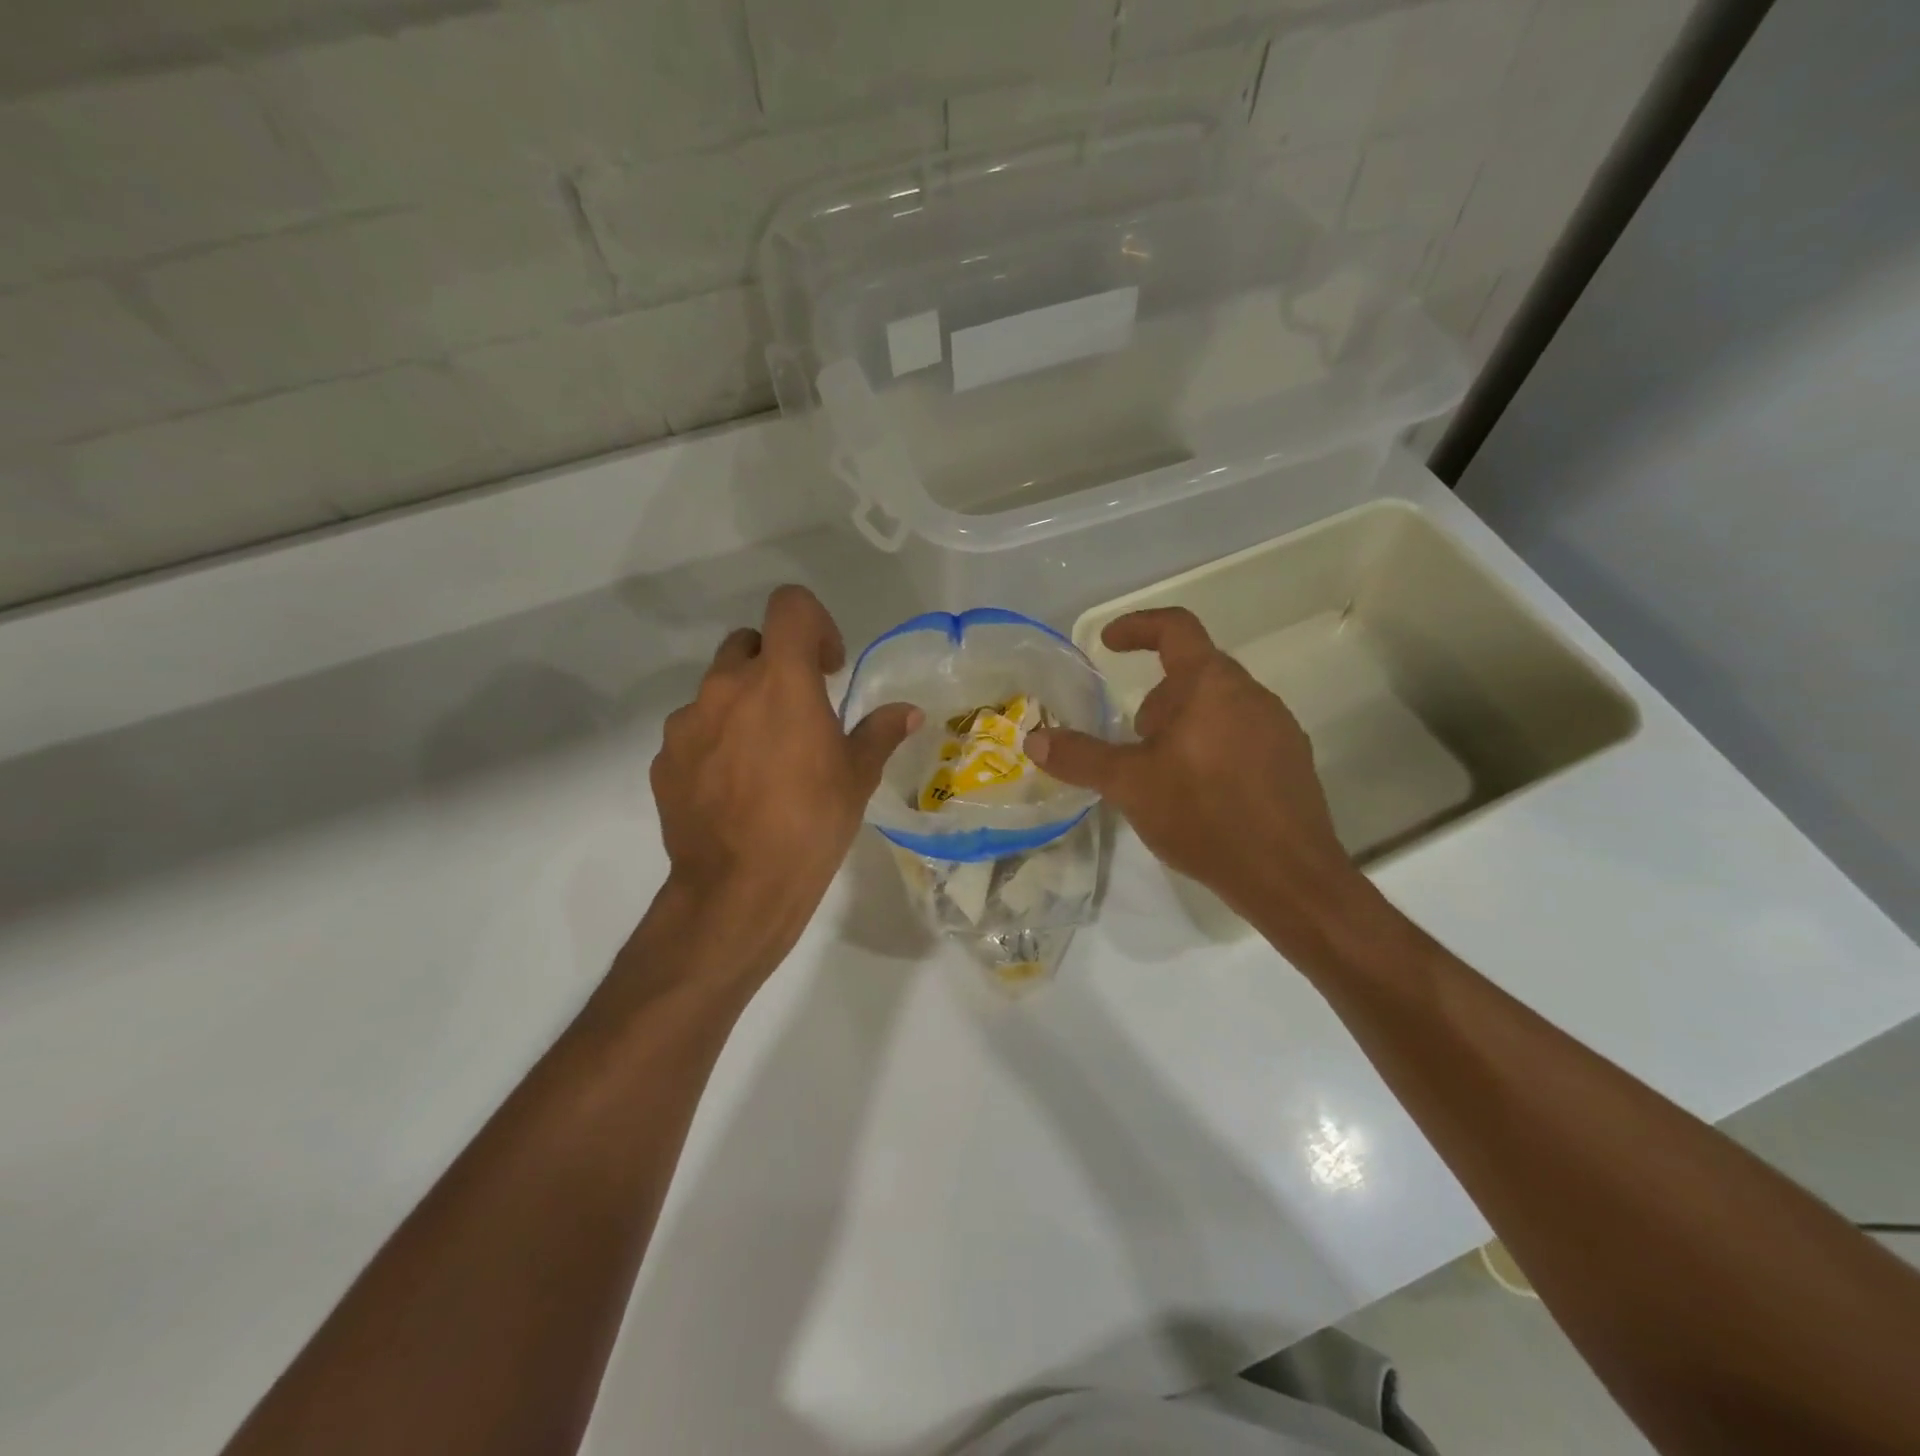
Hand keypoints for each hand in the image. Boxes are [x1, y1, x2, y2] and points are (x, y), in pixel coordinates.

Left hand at [649, 586, 919, 977]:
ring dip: (743, 705)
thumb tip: (909, 712)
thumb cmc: (811, 823)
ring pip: (717, 689)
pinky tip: (733, 787)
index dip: (814, 624)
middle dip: (775, 664)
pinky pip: (694, 732)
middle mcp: (726, 687)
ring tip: (764, 758)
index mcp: (780, 680)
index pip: (790, 606)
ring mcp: (687, 722)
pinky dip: (715, 742)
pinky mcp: (664, 758)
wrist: (739, 888)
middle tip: (798, 710)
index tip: (828, 668)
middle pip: (748, 643)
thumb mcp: (857, 777)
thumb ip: (880, 732)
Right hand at [1027, 608, 1364, 947]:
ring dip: (1183, 723)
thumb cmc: (1204, 815)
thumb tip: (1034, 740)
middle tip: (1133, 739)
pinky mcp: (1291, 760)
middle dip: (1156, 698)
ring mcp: (1278, 726)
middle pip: (1195, 672)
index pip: (1175, 628)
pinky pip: (1241, 733)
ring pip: (1218, 705)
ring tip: (1162, 772)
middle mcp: (1251, 693)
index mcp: (1211, 684)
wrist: (1288, 877)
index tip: (1108, 643)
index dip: (1137, 627)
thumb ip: (1080, 758)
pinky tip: (1199, 793)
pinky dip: (1211, 745)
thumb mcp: (1129, 785)